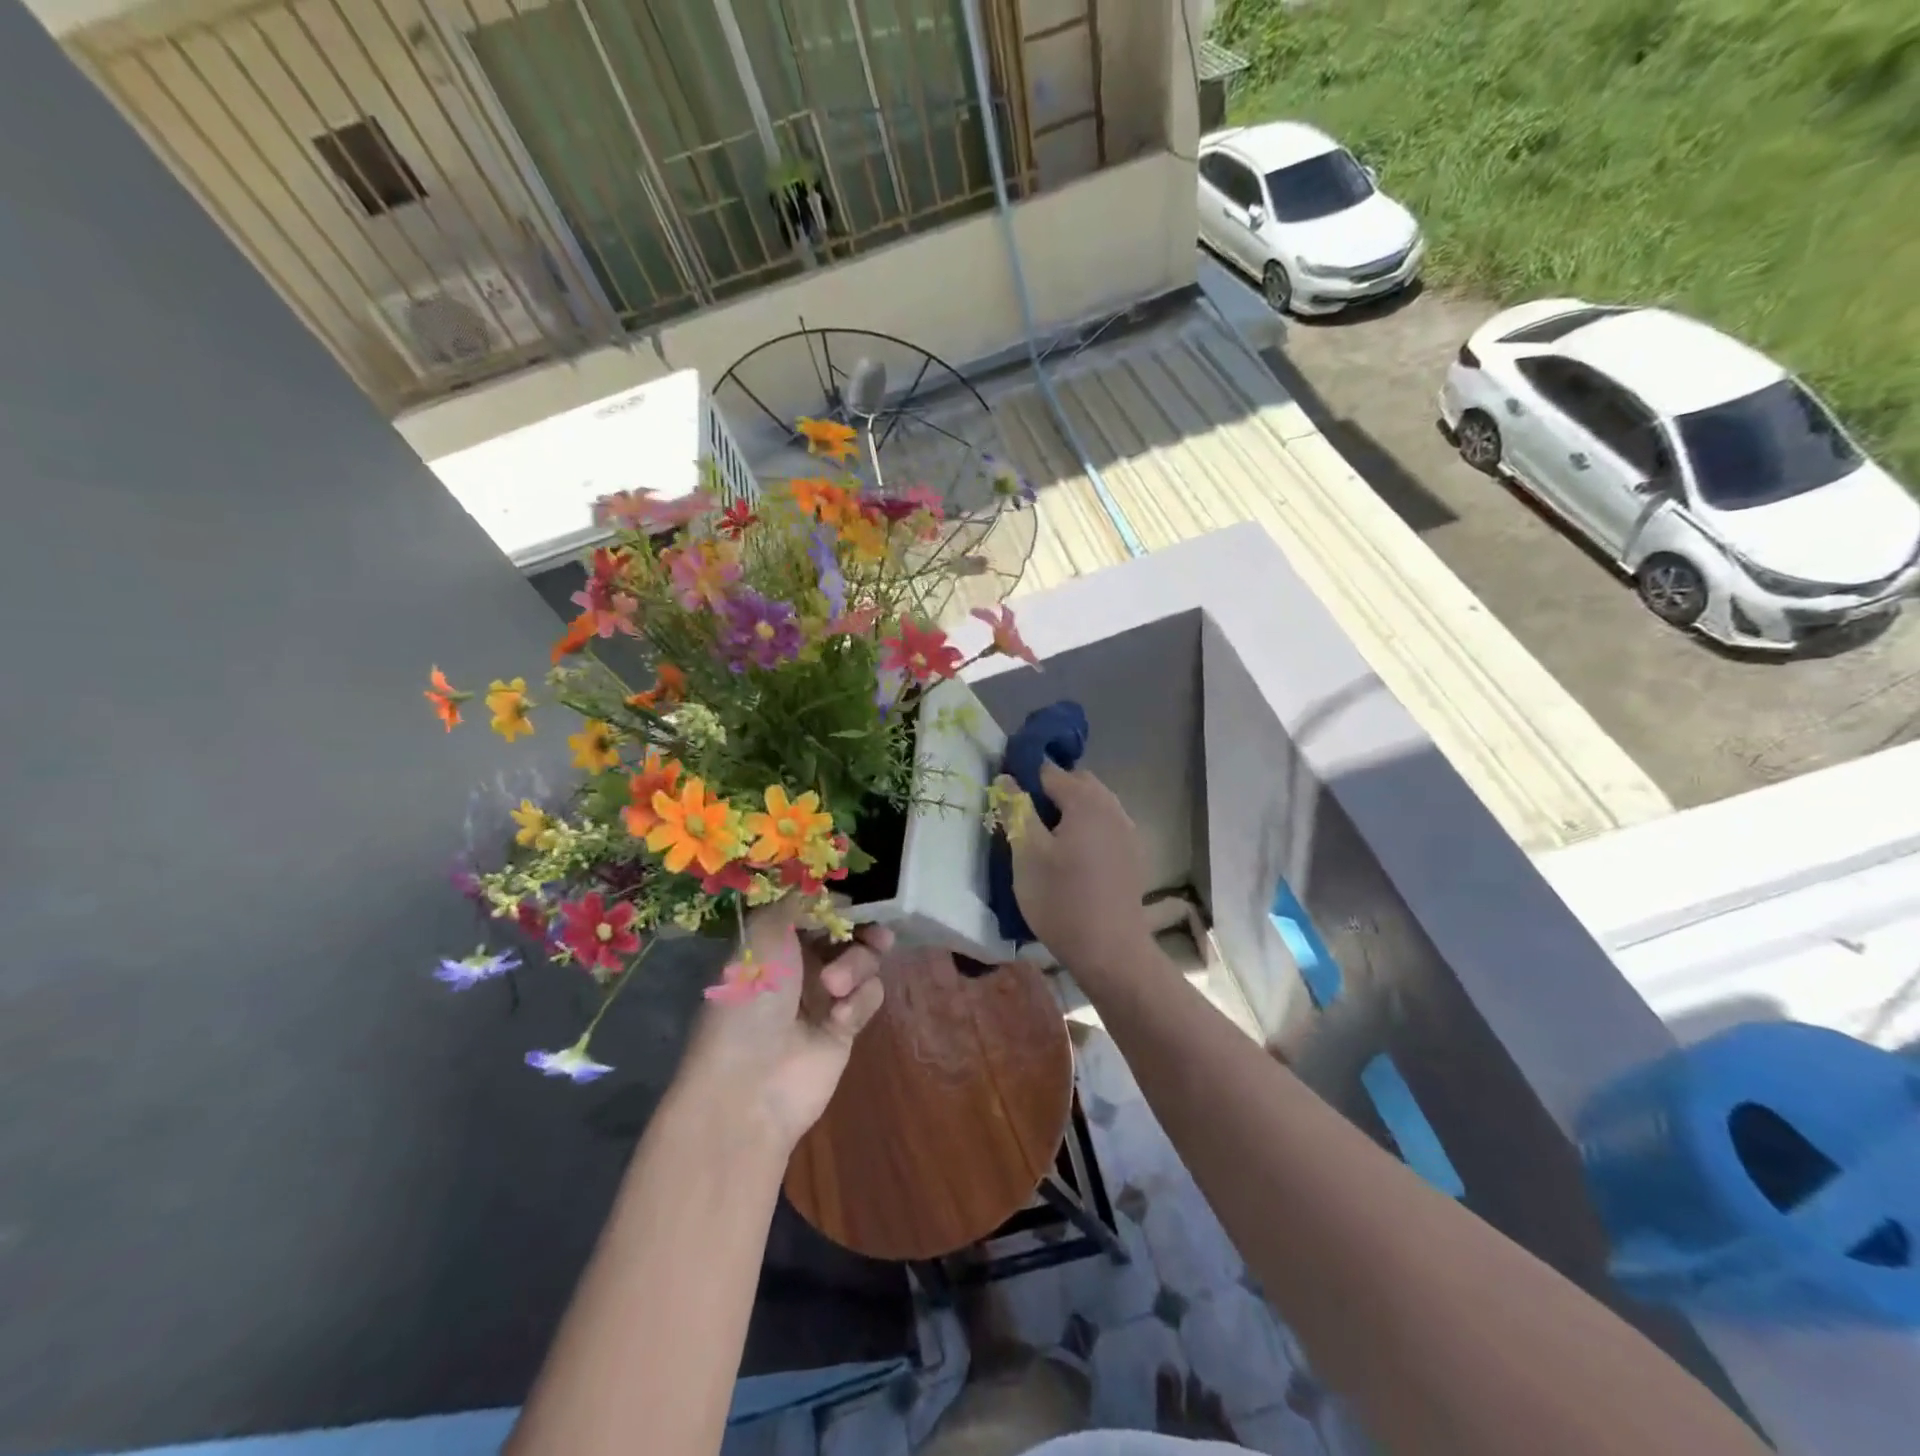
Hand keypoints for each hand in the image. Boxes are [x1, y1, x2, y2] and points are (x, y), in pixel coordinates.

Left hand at [677, 898, 890, 1149]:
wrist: (751, 1082)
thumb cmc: (751, 997)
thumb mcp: (764, 933)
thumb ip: (798, 900)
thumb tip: (829, 890)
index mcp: (776, 940)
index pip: (818, 909)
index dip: (838, 904)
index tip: (853, 902)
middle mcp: (801, 963)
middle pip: (848, 933)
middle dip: (862, 931)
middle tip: (874, 935)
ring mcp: (825, 995)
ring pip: (864, 961)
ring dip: (856, 967)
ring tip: (834, 989)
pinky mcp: (846, 1025)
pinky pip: (869, 996)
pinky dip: (859, 1002)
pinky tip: (839, 1020)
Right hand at [1010, 761, 1152, 975]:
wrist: (1110, 951)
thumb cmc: (1061, 900)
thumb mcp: (1026, 854)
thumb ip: (1016, 810)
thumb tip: (1007, 778)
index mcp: (1085, 800)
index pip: (1049, 770)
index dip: (1024, 777)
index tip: (1006, 798)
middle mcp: (1112, 807)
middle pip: (1076, 783)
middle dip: (1050, 792)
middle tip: (1024, 819)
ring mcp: (1127, 831)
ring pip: (1094, 805)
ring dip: (1070, 811)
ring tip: (1047, 840)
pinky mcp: (1133, 855)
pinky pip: (1106, 826)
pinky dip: (1087, 829)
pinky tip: (1073, 858)